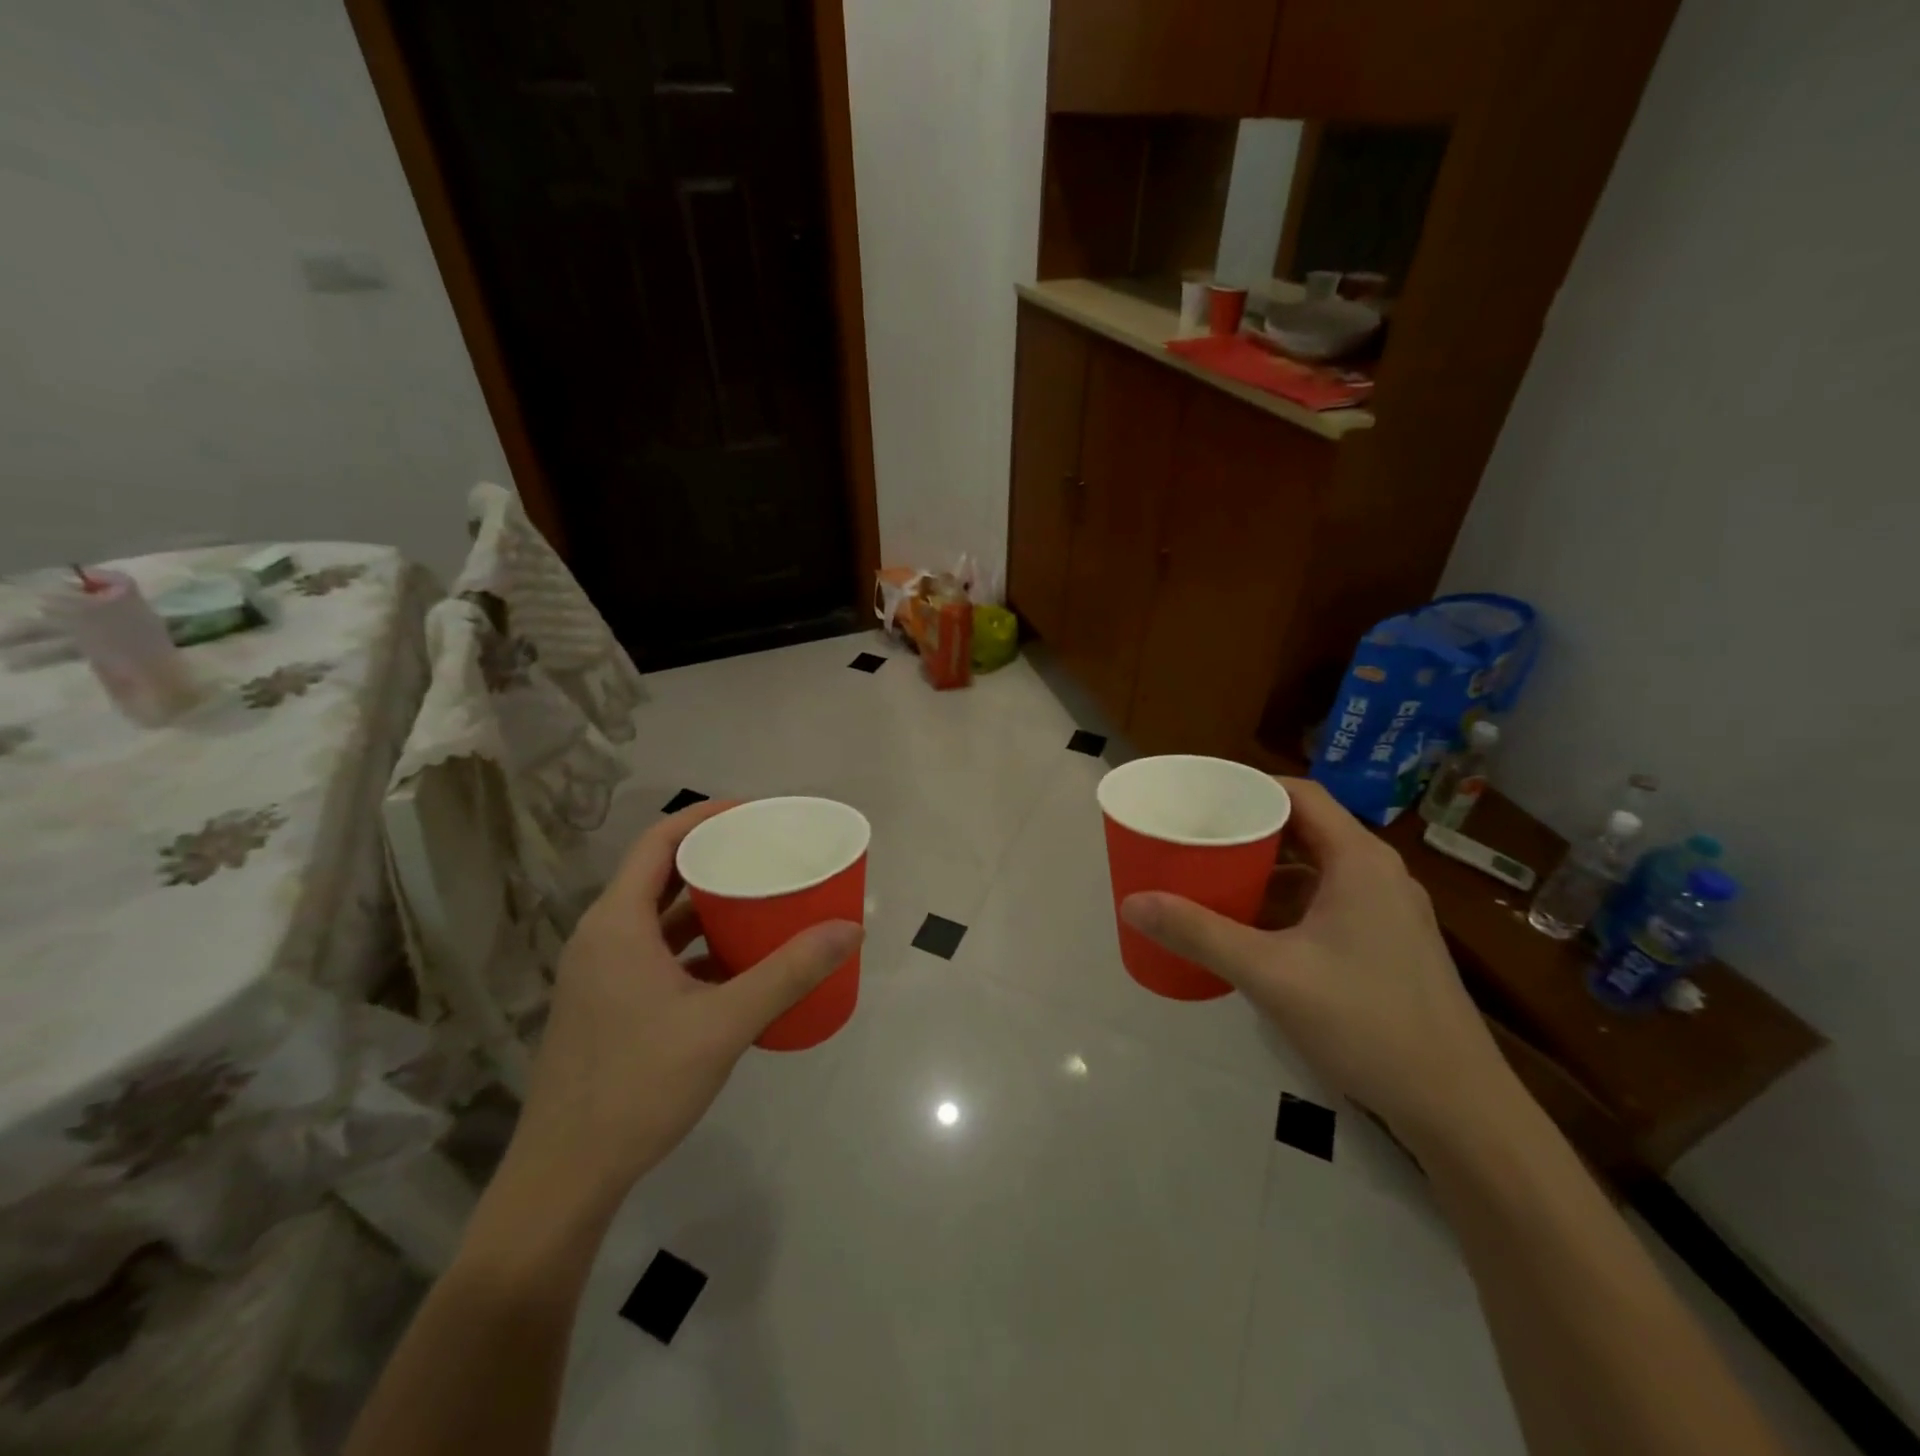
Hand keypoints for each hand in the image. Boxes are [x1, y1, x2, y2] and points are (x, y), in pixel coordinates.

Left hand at [500, 801, 862, 1208]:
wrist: (566, 1177)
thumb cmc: (638, 1086)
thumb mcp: (724, 1024)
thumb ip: (789, 973)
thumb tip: (850, 928)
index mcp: (617, 923)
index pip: (659, 841)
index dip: (705, 817)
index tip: (755, 813)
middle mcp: (602, 937)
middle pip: (661, 875)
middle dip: (715, 859)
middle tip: (768, 854)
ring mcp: (601, 973)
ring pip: (659, 918)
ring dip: (707, 907)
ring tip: (761, 901)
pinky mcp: (607, 1004)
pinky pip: (656, 953)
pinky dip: (695, 946)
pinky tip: (737, 964)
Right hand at [1120, 778, 1511, 1147]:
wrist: (1459, 1108)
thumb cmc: (1366, 1022)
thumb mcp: (1271, 974)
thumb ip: (1200, 934)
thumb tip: (1132, 902)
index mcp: (1359, 861)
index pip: (1300, 794)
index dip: (1249, 787)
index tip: (1200, 796)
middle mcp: (1379, 875)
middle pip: (1305, 830)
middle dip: (1248, 831)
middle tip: (1195, 838)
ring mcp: (1388, 912)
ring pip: (1316, 870)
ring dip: (1266, 872)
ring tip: (1212, 880)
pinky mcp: (1389, 945)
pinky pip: (1328, 903)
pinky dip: (1288, 905)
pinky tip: (1253, 931)